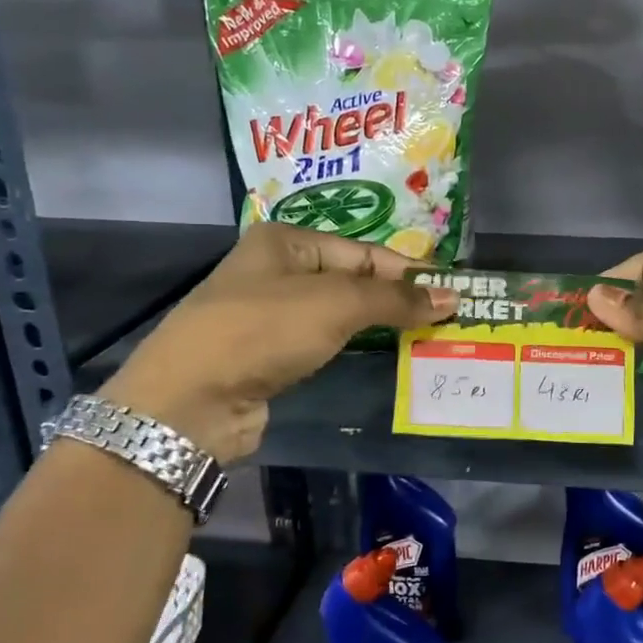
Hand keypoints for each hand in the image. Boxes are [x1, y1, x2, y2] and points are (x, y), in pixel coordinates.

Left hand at [100, 223, 456, 462]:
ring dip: (379, 325)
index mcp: (286, 241)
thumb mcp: (336, 304)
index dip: (409, 272)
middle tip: (445, 318)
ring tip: (426, 338)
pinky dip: (355, 347)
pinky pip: (325, 342)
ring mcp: (270, 314)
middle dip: (396, 299)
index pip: (364, 251)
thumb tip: (452, 297)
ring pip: (339, 314)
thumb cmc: (264, 331)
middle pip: (353, 280)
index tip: (452, 293)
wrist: (190, 401)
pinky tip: (384, 356)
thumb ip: (395, 298)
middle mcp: (276, 271)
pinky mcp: (270, 354)